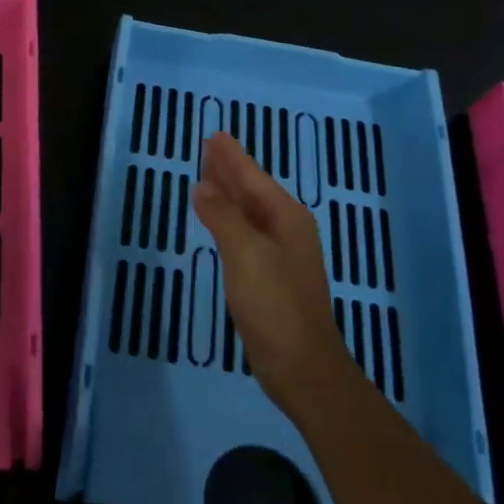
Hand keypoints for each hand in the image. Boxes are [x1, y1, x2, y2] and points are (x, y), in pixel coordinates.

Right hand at [192, 131, 352, 419]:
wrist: (301, 367)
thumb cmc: (275, 304)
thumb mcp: (245, 253)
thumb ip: (222, 216)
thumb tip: (202, 187)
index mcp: (286, 218)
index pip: (253, 177)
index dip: (232, 157)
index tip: (215, 135)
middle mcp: (286, 231)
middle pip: (252, 191)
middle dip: (230, 170)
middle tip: (207, 148)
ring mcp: (279, 256)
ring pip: (248, 213)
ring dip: (227, 194)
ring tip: (206, 176)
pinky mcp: (269, 278)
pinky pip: (244, 235)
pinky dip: (227, 221)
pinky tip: (216, 221)